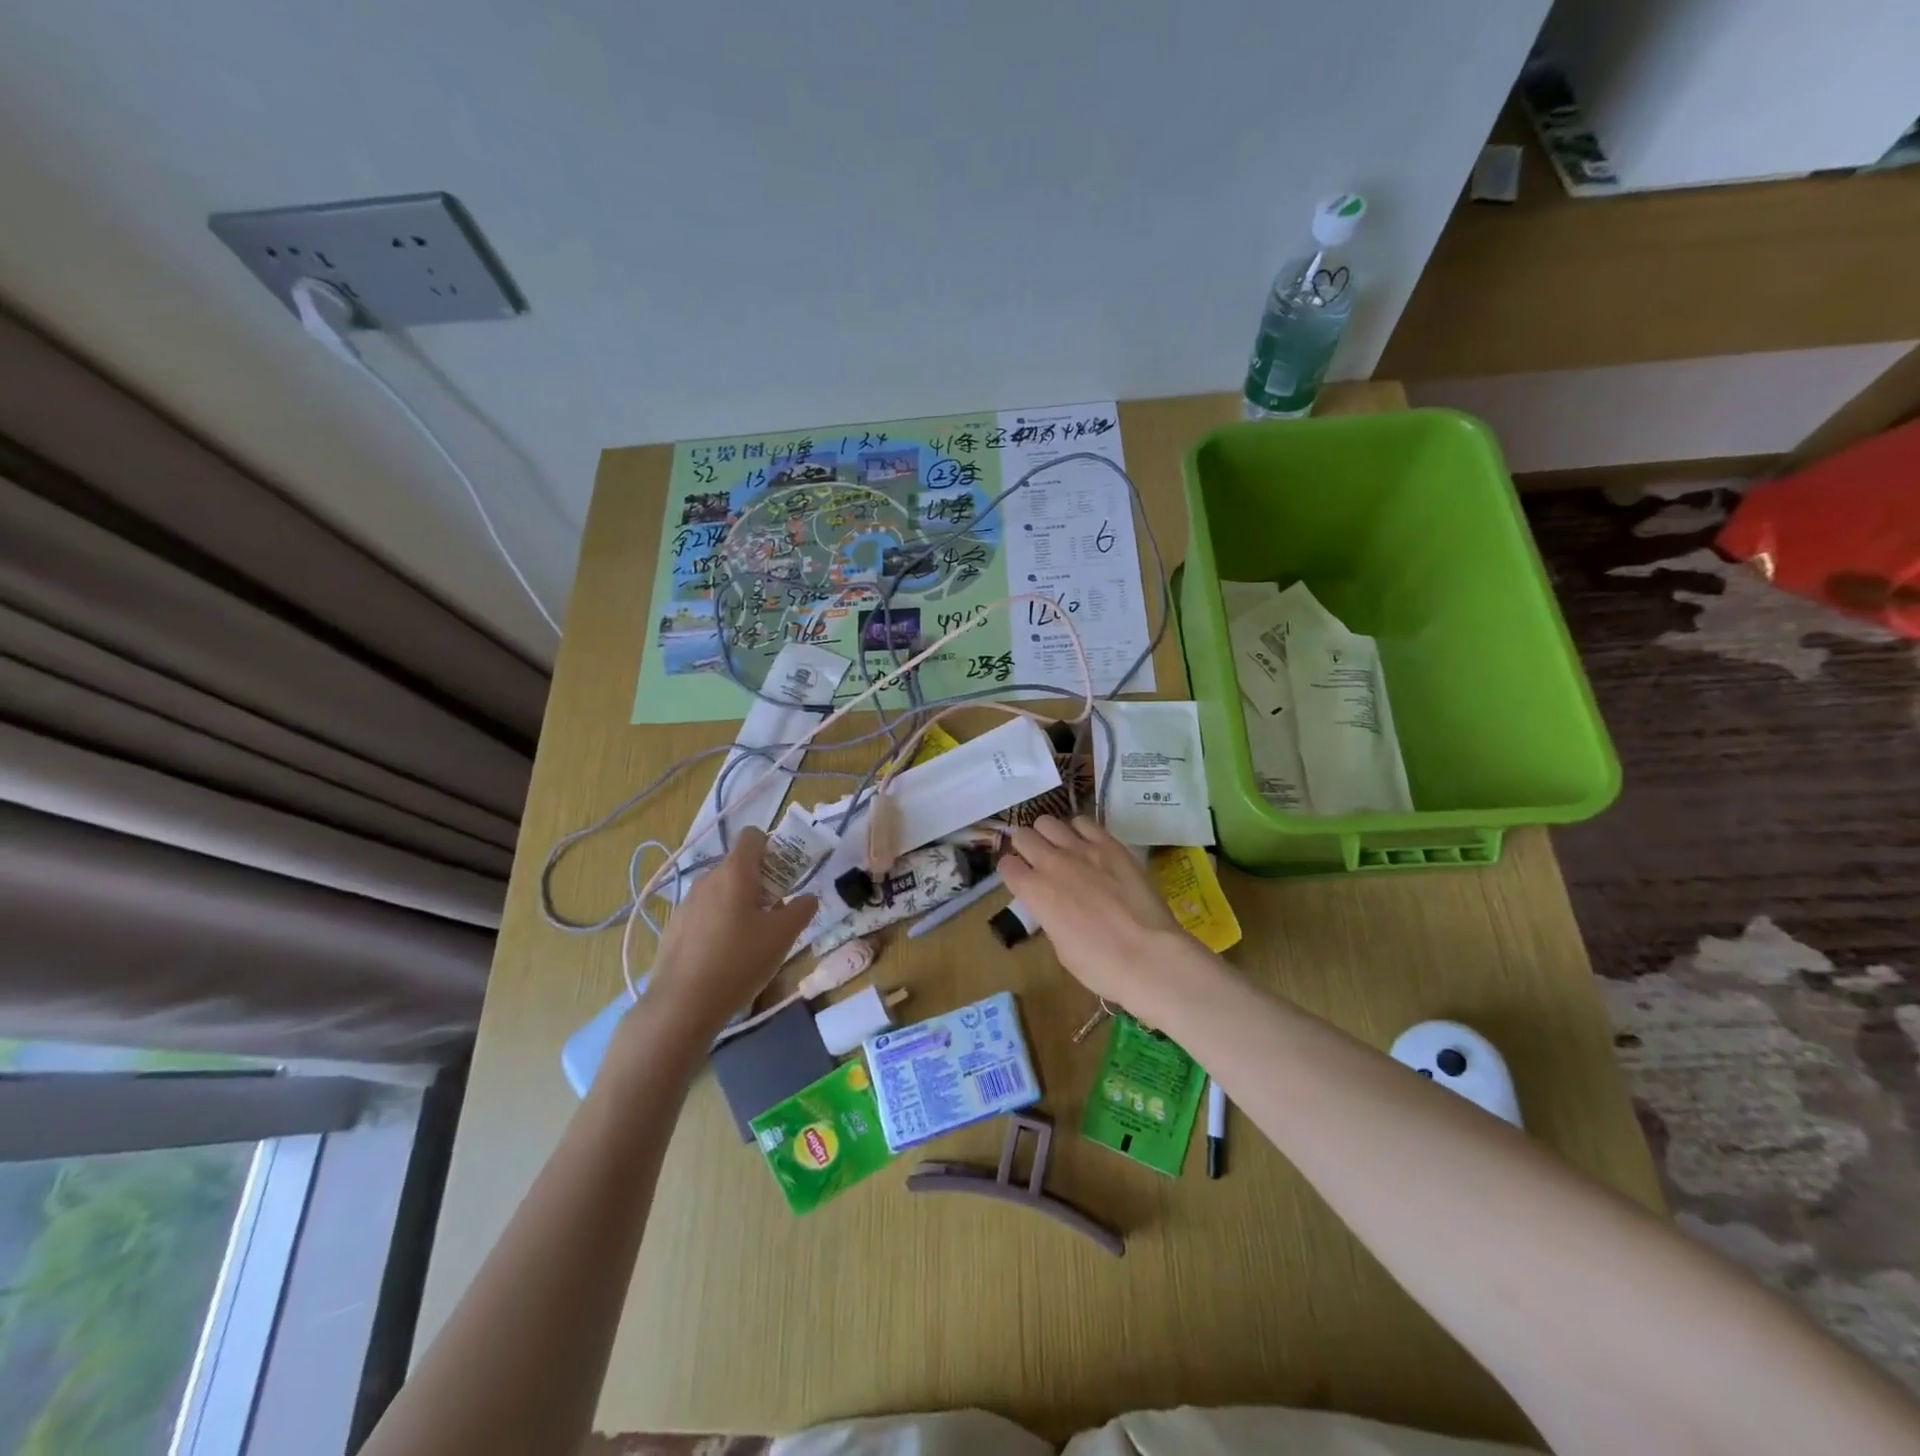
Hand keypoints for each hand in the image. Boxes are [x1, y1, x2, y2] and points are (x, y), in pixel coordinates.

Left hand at [638, 827, 817, 1039]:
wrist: (682, 1005)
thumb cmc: (739, 961)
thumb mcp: (782, 936)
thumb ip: (801, 909)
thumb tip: (807, 898)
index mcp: (735, 872)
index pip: (753, 835)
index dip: (772, 846)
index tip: (784, 875)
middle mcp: (707, 879)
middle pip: (739, 866)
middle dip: (761, 882)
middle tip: (776, 914)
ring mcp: (686, 903)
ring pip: (721, 892)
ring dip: (740, 905)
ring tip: (751, 940)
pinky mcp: (674, 928)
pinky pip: (704, 914)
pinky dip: (719, 924)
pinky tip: (725, 957)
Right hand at [998, 816, 1193, 1011]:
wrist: (1147, 955)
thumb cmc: (1099, 965)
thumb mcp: (1060, 947)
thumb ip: (1051, 917)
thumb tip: (1055, 907)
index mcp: (1034, 892)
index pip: (1006, 865)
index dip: (1012, 871)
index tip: (1020, 878)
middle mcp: (1051, 863)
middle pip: (1023, 836)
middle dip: (1025, 845)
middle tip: (1036, 858)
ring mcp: (1081, 849)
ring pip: (1049, 822)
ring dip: (1049, 834)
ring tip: (1061, 847)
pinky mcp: (1110, 844)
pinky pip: (1084, 822)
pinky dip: (1079, 830)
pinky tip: (1087, 843)